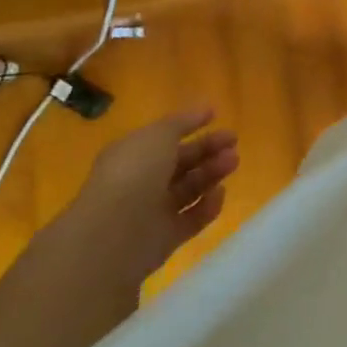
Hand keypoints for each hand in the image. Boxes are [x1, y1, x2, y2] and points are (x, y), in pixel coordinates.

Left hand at [71, 106, 237, 268]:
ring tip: (234, 162)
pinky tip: (220, 194)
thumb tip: (205, 108)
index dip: (190, 125)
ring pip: (188, 189)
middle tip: (233, 143)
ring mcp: (152, 211)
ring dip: (211, 174)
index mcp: (132, 154)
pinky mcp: (165, 238)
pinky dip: (207, 207)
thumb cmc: (134, 174)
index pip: (165, 137)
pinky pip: (191, 219)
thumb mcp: (158, 136)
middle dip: (207, 150)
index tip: (217, 116)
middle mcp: (141, 181)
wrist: (113, 235)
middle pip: (181, 163)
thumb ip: (182, 122)